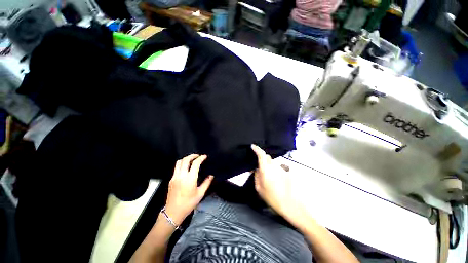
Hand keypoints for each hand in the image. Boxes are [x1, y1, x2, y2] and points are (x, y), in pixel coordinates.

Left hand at [165, 154, 213, 225]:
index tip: (204, 156)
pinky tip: (186, 168)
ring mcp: (175, 177)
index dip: (201, 158)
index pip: (195, 163)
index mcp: (190, 178)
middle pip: (185, 160)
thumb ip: (206, 183)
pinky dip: (182, 164)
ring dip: (186, 159)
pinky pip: (176, 168)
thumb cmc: (188, 203)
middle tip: (198, 156)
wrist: (173, 212)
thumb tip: (211, 175)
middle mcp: (181, 175)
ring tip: (192, 159)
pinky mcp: (171, 179)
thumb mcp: (200, 194)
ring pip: (179, 162)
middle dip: (192, 155)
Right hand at [251, 144, 306, 227]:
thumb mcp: (259, 188)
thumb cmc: (272, 197)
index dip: (256, 149)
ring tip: (267, 176)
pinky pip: (277, 167)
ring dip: (268, 165)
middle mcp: (274, 166)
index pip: (261, 154)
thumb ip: (256, 176)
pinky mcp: (286, 172)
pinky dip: (274, 170)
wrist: (290, 205)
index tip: (253, 146)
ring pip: (272, 162)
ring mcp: (281, 168)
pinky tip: (275, 180)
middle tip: (258, 166)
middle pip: (267, 157)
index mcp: (266, 169)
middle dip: (262, 158)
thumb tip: (256, 170)